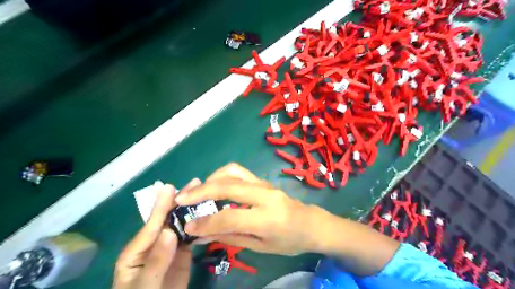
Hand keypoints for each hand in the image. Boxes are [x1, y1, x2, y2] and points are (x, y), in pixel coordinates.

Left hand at [113, 179, 200, 287]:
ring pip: (182, 225)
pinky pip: (191, 236)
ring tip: (205, 194)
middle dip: (180, 201)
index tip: (170, 187)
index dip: (161, 206)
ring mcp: (169, 247)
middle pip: (168, 219)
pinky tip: (210, 214)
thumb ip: (156, 260)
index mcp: (137, 250)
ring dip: (193, 209)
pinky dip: (200, 225)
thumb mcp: (145, 285)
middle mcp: (154, 243)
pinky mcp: (182, 253)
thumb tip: (169, 231)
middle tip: (195, 183)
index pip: (151, 225)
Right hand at [175, 162, 322, 254]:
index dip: (206, 222)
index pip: (230, 217)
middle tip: (182, 199)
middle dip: (201, 191)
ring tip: (198, 192)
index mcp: (268, 218)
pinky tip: (215, 188)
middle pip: (228, 186)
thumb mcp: (261, 247)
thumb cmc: (289, 240)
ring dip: (211, 179)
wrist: (311, 223)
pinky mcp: (262, 180)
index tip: (187, 226)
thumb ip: (231, 237)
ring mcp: (264, 184)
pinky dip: (221, 177)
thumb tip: (201, 234)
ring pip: (232, 171)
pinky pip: (238, 172)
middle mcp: (265, 195)